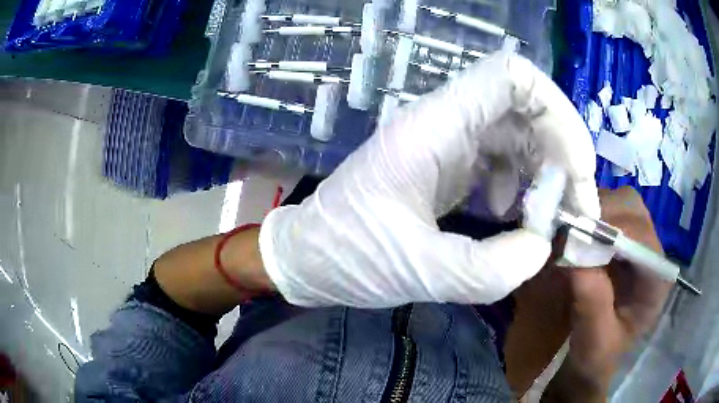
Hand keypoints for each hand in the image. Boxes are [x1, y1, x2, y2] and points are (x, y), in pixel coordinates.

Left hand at [259, 51, 598, 306]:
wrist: (310, 256)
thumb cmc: (348, 256)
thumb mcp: (417, 272)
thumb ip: (487, 270)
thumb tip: (540, 248)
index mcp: (432, 128)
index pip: (510, 77)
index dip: (557, 111)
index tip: (578, 169)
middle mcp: (444, 123)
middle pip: (525, 107)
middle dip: (562, 154)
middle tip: (574, 211)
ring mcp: (446, 142)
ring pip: (518, 133)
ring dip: (546, 173)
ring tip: (546, 221)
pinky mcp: (448, 166)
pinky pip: (502, 159)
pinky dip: (522, 184)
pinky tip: (514, 216)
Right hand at [545, 187, 672, 399]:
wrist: (594, 359)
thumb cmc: (597, 357)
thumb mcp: (594, 343)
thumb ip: (592, 305)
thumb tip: (575, 255)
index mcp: (656, 281)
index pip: (642, 238)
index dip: (612, 230)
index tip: (576, 236)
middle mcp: (652, 253)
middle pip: (633, 209)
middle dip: (601, 212)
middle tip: (569, 228)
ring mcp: (637, 243)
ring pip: (619, 204)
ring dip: (593, 210)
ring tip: (568, 229)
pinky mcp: (622, 241)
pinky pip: (607, 212)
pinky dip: (588, 215)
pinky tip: (574, 231)